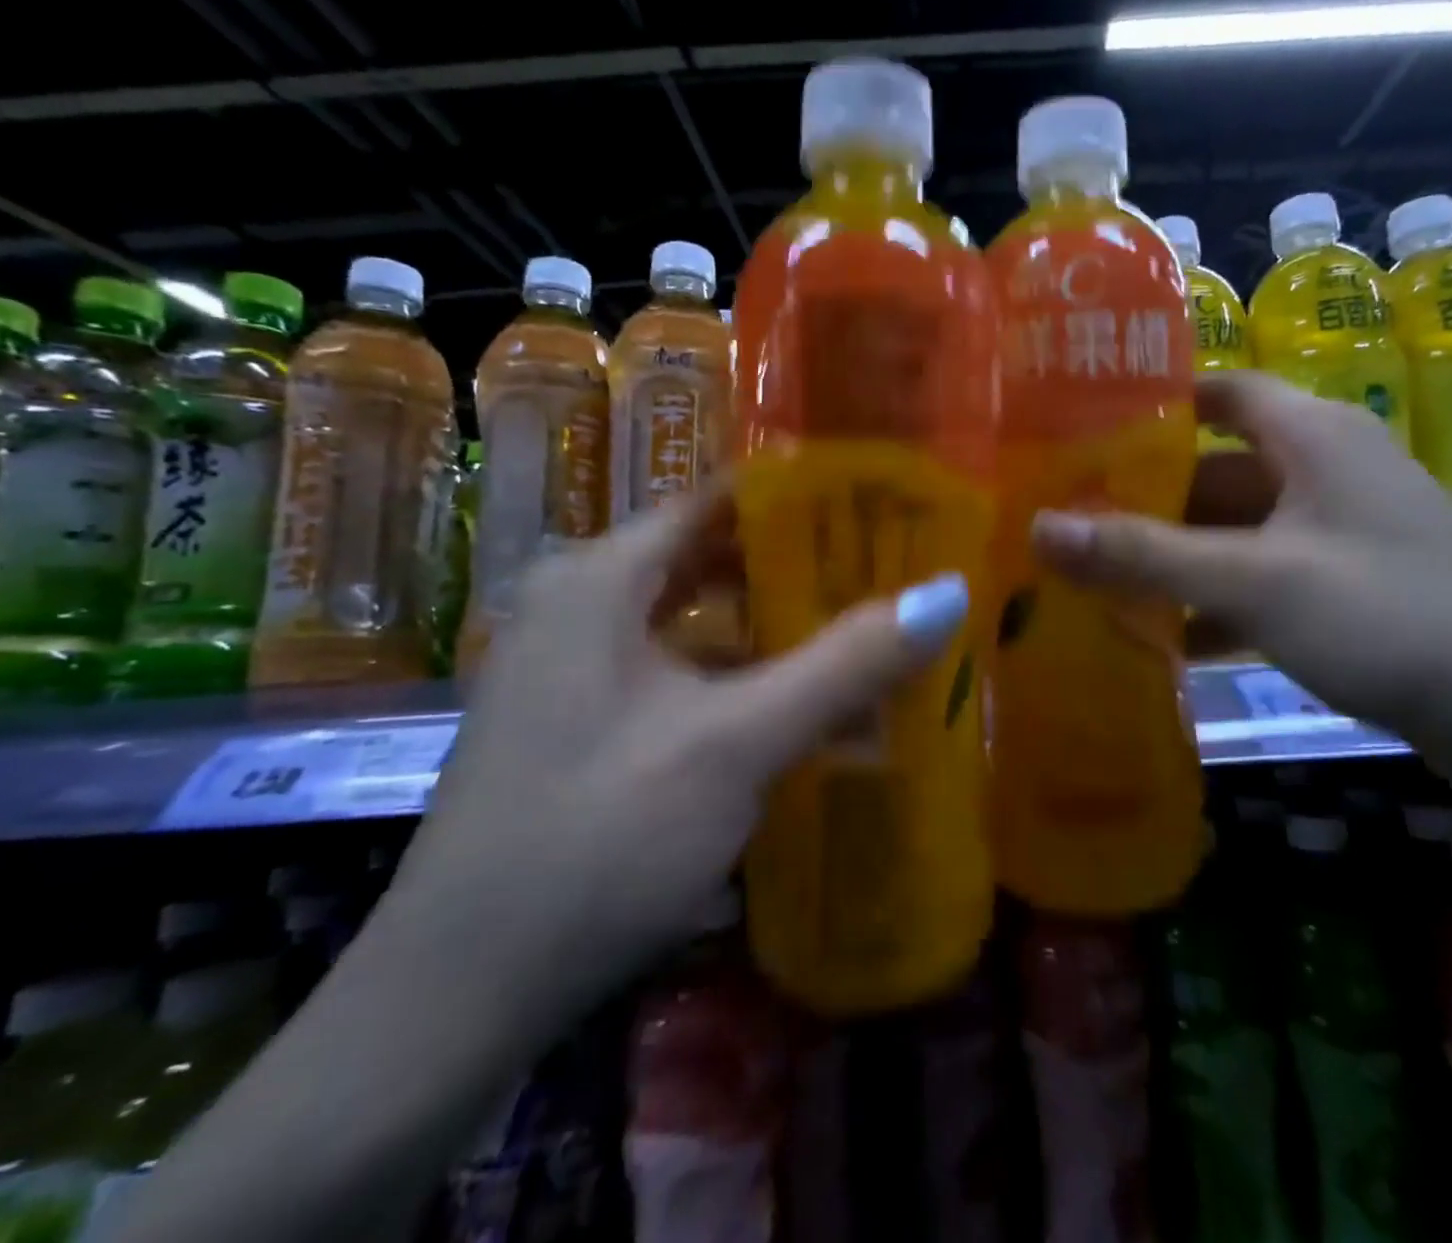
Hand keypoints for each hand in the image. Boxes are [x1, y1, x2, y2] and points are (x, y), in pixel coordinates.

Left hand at [374, 488, 970, 1042]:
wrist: (454, 1001)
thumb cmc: (597, 841)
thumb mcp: (737, 743)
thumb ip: (847, 664)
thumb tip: (950, 592)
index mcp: (599, 577)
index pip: (719, 499)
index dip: (802, 498)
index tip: (882, 508)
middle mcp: (579, 603)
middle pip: (711, 557)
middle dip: (800, 565)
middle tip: (890, 569)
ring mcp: (573, 666)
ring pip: (697, 619)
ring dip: (775, 626)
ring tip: (862, 627)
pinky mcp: (580, 722)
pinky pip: (678, 670)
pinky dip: (740, 675)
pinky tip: (798, 702)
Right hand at [1032, 370, 1451, 751]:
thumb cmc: (1390, 618)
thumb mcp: (1254, 582)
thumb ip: (1143, 556)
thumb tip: (1039, 530)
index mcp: (1311, 436)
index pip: (1217, 390)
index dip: (1150, 404)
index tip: (1078, 429)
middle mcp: (1321, 470)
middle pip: (1212, 467)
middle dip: (1142, 496)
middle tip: (1065, 519)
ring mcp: (1332, 532)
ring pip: (1230, 529)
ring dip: (1170, 555)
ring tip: (1090, 577)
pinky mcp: (1340, 587)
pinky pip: (1255, 577)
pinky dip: (1209, 599)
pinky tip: (1158, 633)